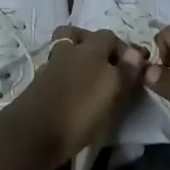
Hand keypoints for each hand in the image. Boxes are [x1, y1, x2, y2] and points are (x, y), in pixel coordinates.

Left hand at [5, 26, 145, 164]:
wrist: (32, 133)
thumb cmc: (79, 111)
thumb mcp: (111, 92)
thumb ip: (125, 71)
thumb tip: (136, 52)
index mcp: (90, 48)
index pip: (110, 36)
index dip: (122, 49)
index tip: (132, 69)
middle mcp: (70, 50)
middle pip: (83, 37)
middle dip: (98, 48)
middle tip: (109, 70)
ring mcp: (51, 65)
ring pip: (68, 51)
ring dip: (80, 60)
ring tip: (91, 82)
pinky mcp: (39, 83)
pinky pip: (58, 70)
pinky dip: (67, 75)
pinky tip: (74, 93)